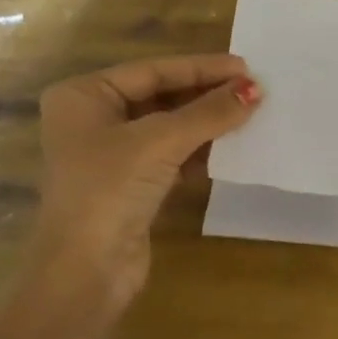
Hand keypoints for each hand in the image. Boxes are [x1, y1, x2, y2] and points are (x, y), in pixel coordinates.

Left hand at [34, 54, 262, 306]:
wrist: (85, 272)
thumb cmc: (110, 190)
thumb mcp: (161, 142)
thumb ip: (209, 112)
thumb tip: (254, 90)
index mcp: (84, 96)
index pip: (152, 71)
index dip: (201, 68)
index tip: (245, 67)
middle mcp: (93, 119)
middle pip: (160, 96)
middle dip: (205, 94)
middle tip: (252, 89)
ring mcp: (110, 155)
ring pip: (167, 127)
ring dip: (205, 122)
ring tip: (249, 114)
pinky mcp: (128, 185)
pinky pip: (169, 156)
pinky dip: (197, 151)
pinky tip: (228, 147)